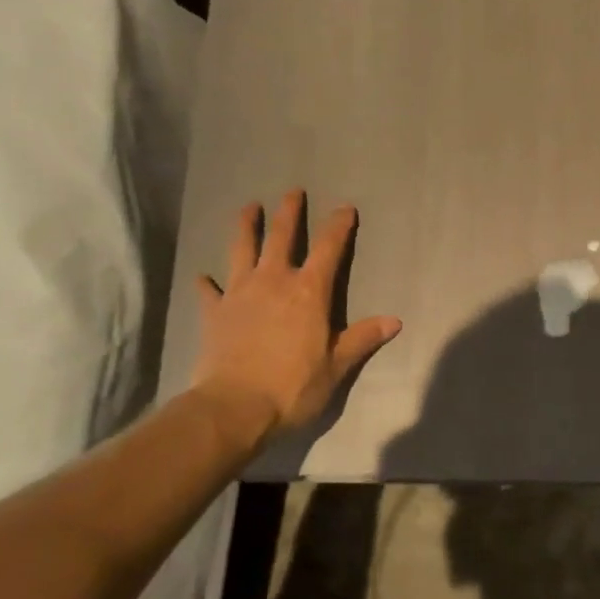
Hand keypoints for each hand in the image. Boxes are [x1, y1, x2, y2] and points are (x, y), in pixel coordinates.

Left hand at [191, 190, 401, 442]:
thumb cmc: (293, 387)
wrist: (235, 407)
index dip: (338, 226)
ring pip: (243, 249)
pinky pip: (209, 291)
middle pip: (282, 237)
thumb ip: (363, 339)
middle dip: (289, 212)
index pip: (329, 249)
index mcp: (309, 292)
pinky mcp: (214, 312)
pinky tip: (204, 278)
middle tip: (293, 191)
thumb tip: (395, 321)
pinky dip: (208, 283)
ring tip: (248, 207)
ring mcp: (240, 294)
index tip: (344, 207)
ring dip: (247, 227)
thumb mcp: (337, 366)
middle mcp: (274, 282)